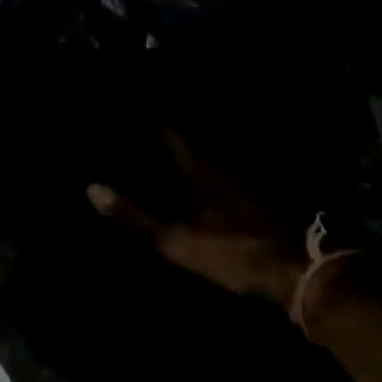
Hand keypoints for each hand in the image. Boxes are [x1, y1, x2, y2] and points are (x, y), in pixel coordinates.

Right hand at [87, 135, 310, 310]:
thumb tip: (92, 189)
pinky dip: (207, 179)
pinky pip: (223, 182)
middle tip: (147, 131)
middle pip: (193, 147)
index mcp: (201, 173)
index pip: (173, 138)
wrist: (289, 269)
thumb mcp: (175, 241)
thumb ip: (134, 218)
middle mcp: (222, 170)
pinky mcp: (255, 203)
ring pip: (210, 164)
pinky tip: (200, 189)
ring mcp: (242, 186)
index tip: (137, 111)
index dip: (154, 125)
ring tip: (167, 156)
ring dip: (189, 158)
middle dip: (171, 140)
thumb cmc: (230, 253)